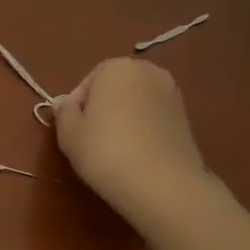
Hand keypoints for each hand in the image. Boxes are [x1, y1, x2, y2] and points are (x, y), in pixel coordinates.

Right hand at [53, 58, 213, 228]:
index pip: (88, 82)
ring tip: (113, 147)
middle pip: (114, 88)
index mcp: (117, 67)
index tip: (73, 129)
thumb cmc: (104, 151)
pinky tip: (135, 153)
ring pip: (135, 102)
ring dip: (123, 118)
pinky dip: (142, 128)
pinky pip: (153, 117)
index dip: (76, 106)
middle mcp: (149, 71)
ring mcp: (172, 93)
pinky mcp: (186, 117)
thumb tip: (64, 103)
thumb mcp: (68, 133)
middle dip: (102, 107)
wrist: (160, 182)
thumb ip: (63, 112)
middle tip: (90, 137)